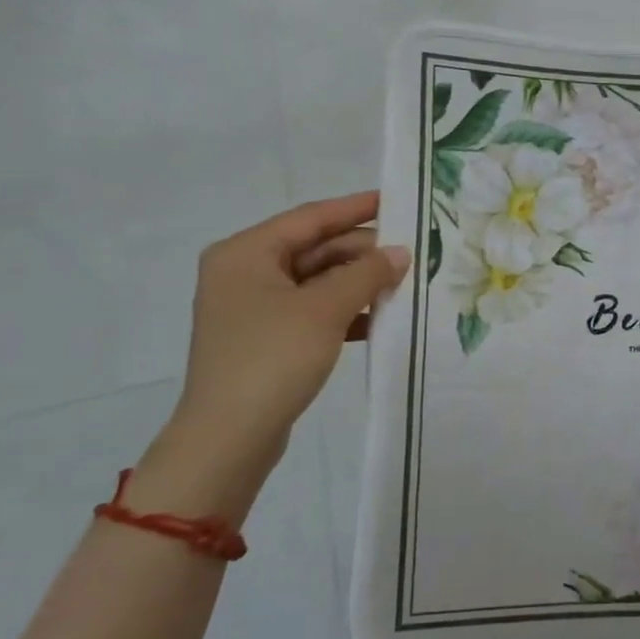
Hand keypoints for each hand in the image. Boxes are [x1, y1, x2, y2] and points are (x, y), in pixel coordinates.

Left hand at [166, 192, 409, 468]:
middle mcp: (245, 272)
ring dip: (358, 283)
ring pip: (317, 282)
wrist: (228, 438)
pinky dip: (345, 311)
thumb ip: (366, 274)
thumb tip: (400, 252)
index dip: (356, 207)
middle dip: (362, 253)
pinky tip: (379, 319)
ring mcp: (254, 308)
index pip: (311, 218)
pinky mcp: (267, 338)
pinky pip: (313, 311)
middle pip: (314, 249)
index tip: (397, 200)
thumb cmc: (272, 358)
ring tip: (403, 284)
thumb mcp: (325, 309)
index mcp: (246, 253)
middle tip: (411, 253)